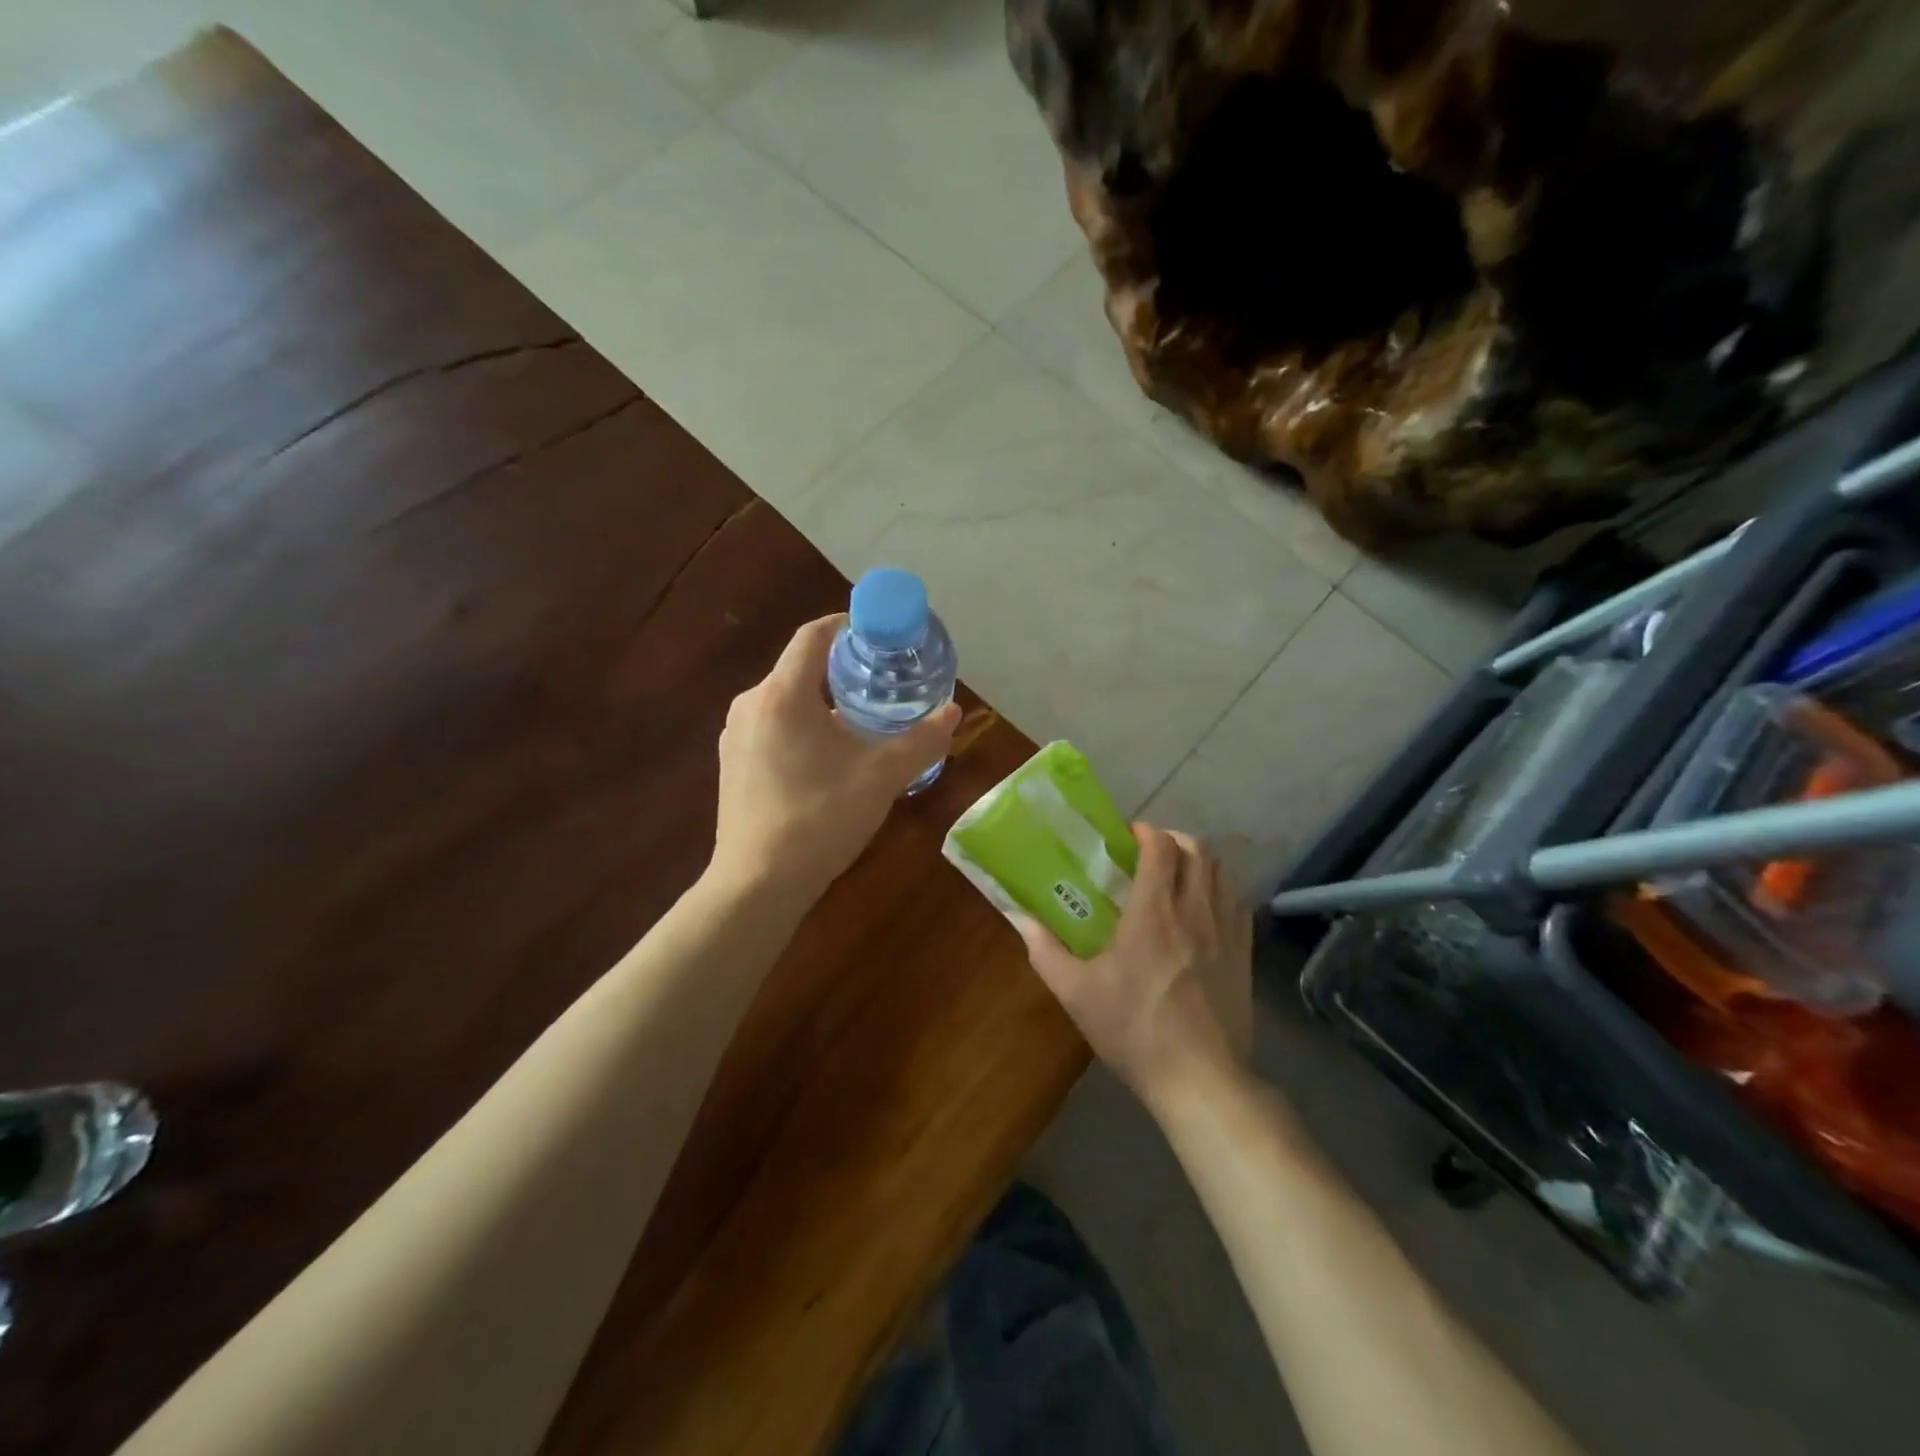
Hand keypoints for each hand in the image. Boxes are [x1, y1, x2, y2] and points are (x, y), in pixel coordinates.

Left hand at [710, 614, 960, 902]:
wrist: (758, 883)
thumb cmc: (820, 819)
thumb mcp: (882, 776)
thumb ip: (922, 740)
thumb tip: (953, 712)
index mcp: (782, 694)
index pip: (814, 635)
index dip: (849, 626)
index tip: (882, 636)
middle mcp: (751, 704)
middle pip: (802, 667)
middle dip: (844, 669)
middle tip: (884, 683)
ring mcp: (735, 734)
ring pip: (787, 699)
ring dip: (825, 701)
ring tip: (863, 720)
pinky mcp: (732, 762)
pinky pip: (773, 725)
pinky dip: (804, 725)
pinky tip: (829, 756)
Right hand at [1019, 825, 1252, 1110]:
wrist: (1200, 1080)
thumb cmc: (1134, 1031)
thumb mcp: (1077, 993)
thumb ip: (1045, 950)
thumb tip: (1018, 918)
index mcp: (1153, 913)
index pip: (1160, 847)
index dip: (1145, 831)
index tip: (1126, 834)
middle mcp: (1194, 910)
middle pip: (1198, 849)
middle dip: (1173, 838)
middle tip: (1149, 851)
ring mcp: (1226, 932)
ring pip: (1222, 871)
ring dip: (1199, 860)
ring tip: (1176, 874)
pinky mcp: (1245, 954)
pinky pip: (1237, 901)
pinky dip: (1220, 888)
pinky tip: (1203, 907)